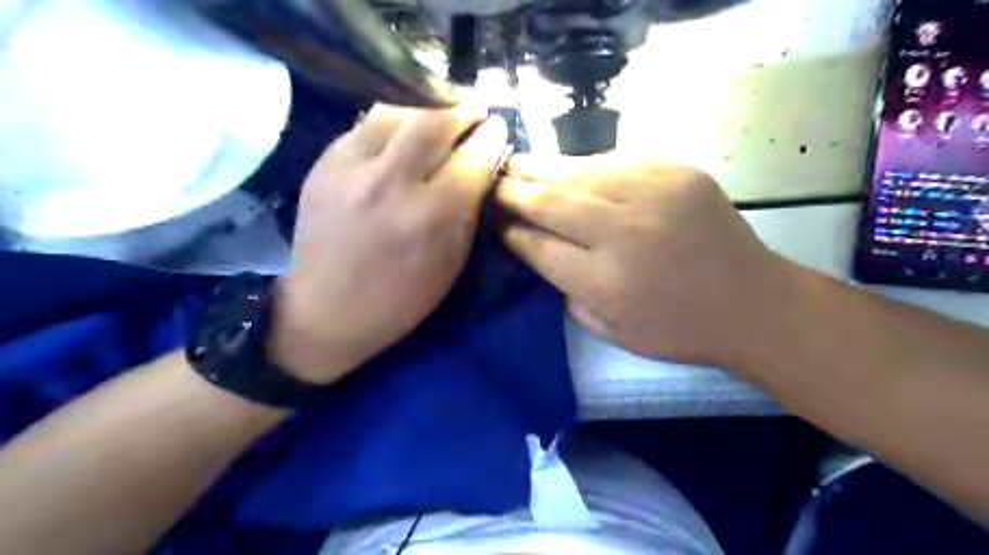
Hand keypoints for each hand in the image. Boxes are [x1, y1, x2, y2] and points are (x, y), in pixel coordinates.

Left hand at [268, 105, 505, 382]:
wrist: (327, 310)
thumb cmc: (400, 299)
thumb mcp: (451, 263)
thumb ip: (468, 212)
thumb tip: (480, 171)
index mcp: (429, 216)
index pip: (471, 158)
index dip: (491, 137)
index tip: (499, 127)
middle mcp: (391, 183)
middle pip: (434, 122)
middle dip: (462, 113)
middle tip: (475, 114)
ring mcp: (351, 168)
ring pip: (397, 114)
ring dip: (427, 112)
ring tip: (439, 121)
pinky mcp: (324, 163)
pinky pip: (366, 126)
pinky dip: (393, 124)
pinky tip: (401, 136)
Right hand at [499, 154, 792, 365]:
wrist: (751, 302)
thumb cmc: (678, 329)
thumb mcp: (612, 331)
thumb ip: (567, 293)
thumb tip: (536, 253)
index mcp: (605, 281)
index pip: (538, 247)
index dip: (510, 232)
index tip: (493, 222)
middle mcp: (623, 232)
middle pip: (550, 202)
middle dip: (513, 191)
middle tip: (489, 181)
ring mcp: (652, 194)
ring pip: (577, 173)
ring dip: (540, 169)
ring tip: (515, 164)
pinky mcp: (675, 171)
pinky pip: (613, 162)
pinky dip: (583, 166)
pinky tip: (565, 168)